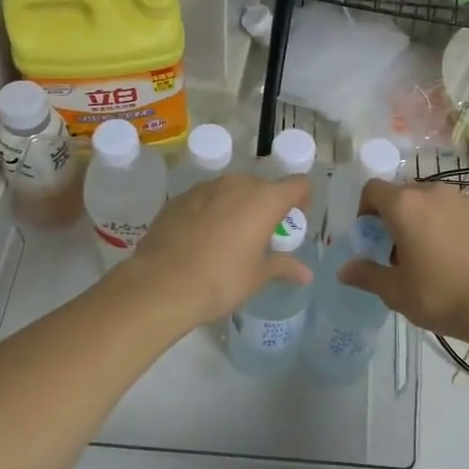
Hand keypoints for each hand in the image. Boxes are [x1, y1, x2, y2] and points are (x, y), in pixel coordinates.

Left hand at [124, 172, 312, 326]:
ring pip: (231, 190)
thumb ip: (282, 267)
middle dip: (266, 205)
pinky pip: (205, 199)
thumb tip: (306, 274)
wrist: (162, 284)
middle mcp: (237, 184)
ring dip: (237, 206)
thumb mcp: (256, 277)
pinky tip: (201, 238)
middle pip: (262, 186)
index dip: (302, 199)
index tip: (294, 219)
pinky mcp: (179, 198)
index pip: (297, 184)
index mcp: (264, 200)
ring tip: (230, 236)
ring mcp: (205, 188)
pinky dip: (210, 211)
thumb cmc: (221, 280)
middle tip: (261, 233)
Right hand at [338, 180, 468, 341]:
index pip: (373, 189)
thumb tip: (343, 270)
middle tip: (395, 251)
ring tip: (426, 255)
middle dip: (393, 217)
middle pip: (403, 194)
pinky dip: (446, 226)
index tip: (369, 237)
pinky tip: (454, 258)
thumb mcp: (396, 291)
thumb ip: (367, 275)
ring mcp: (464, 201)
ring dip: (421, 220)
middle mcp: (433, 193)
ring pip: (431, 202)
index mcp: (405, 205)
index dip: (364, 210)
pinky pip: (455, 212)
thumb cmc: (441, 294)